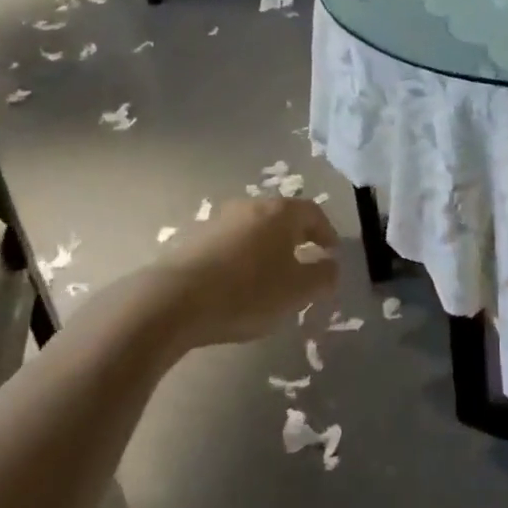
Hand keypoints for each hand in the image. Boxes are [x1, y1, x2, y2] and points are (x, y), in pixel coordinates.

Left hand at [156, 196, 338, 347]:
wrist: (174, 300)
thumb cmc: (247, 292)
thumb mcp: (297, 291)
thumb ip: (323, 276)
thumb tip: (331, 265)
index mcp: (280, 212)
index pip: (313, 213)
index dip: (327, 232)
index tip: (332, 252)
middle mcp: (251, 206)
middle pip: (282, 217)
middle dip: (297, 237)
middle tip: (306, 259)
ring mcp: (219, 220)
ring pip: (254, 229)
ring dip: (268, 247)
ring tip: (272, 274)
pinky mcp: (194, 239)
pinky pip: (231, 243)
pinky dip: (243, 257)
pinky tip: (240, 282)